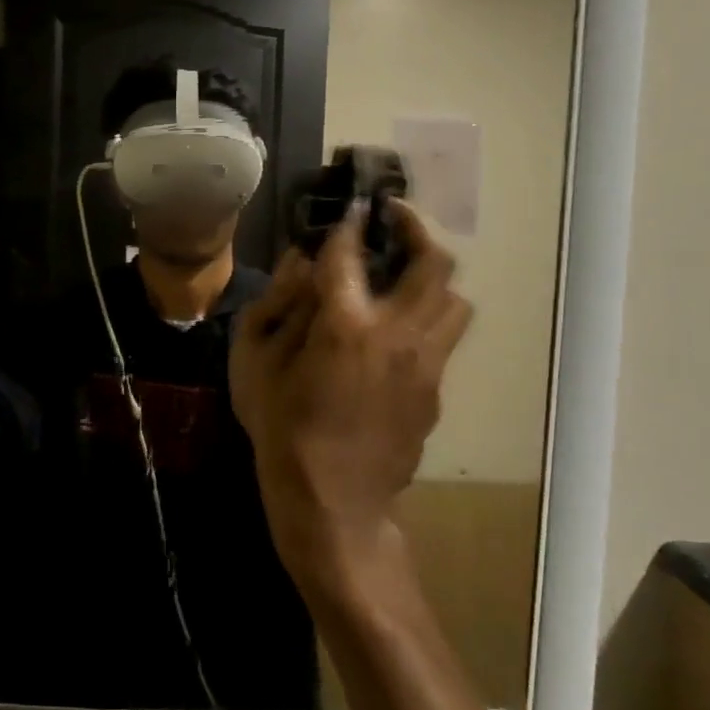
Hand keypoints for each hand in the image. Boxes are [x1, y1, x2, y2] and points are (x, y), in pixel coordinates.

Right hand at [230, 201, 471, 589]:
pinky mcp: (436, 391)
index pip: (351, 252)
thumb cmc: (282, 430)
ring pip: (454, 300)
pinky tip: (394, 334)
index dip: (350, 222)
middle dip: (415, 229)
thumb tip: (301, 262)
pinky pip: (443, 339)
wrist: (332, 503)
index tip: (352, 206)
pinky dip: (425, 320)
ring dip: (431, 279)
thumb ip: (277, 303)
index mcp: (345, 324)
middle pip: (433, 263)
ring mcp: (426, 364)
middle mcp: (398, 334)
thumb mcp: (255, 363)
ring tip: (402, 279)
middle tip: (393, 220)